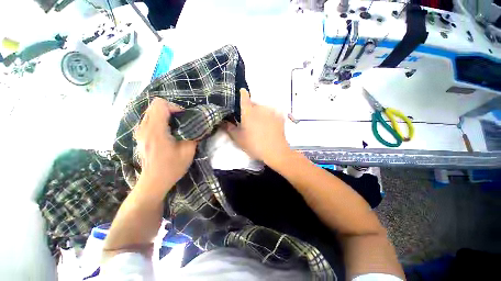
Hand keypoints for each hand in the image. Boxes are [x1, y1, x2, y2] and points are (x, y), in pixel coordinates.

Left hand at [135, 98, 196, 184]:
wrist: (154, 182)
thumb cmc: (171, 167)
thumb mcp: (188, 151)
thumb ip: (193, 135)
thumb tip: (198, 126)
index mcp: (156, 131)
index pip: (160, 104)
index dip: (174, 107)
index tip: (184, 119)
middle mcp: (144, 128)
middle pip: (154, 106)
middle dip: (170, 110)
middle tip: (181, 122)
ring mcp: (140, 132)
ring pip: (151, 112)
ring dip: (165, 115)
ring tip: (175, 127)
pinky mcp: (140, 136)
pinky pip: (149, 120)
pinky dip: (160, 121)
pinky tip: (167, 132)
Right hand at [224, 89, 290, 165]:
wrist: (275, 151)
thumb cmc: (254, 145)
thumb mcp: (238, 138)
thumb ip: (229, 128)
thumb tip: (223, 121)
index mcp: (248, 112)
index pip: (244, 97)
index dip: (242, 94)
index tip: (242, 91)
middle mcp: (260, 108)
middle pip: (254, 104)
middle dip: (251, 109)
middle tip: (250, 119)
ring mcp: (271, 112)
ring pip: (264, 108)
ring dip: (261, 112)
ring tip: (261, 123)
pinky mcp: (279, 117)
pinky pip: (273, 113)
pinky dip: (270, 116)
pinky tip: (270, 124)